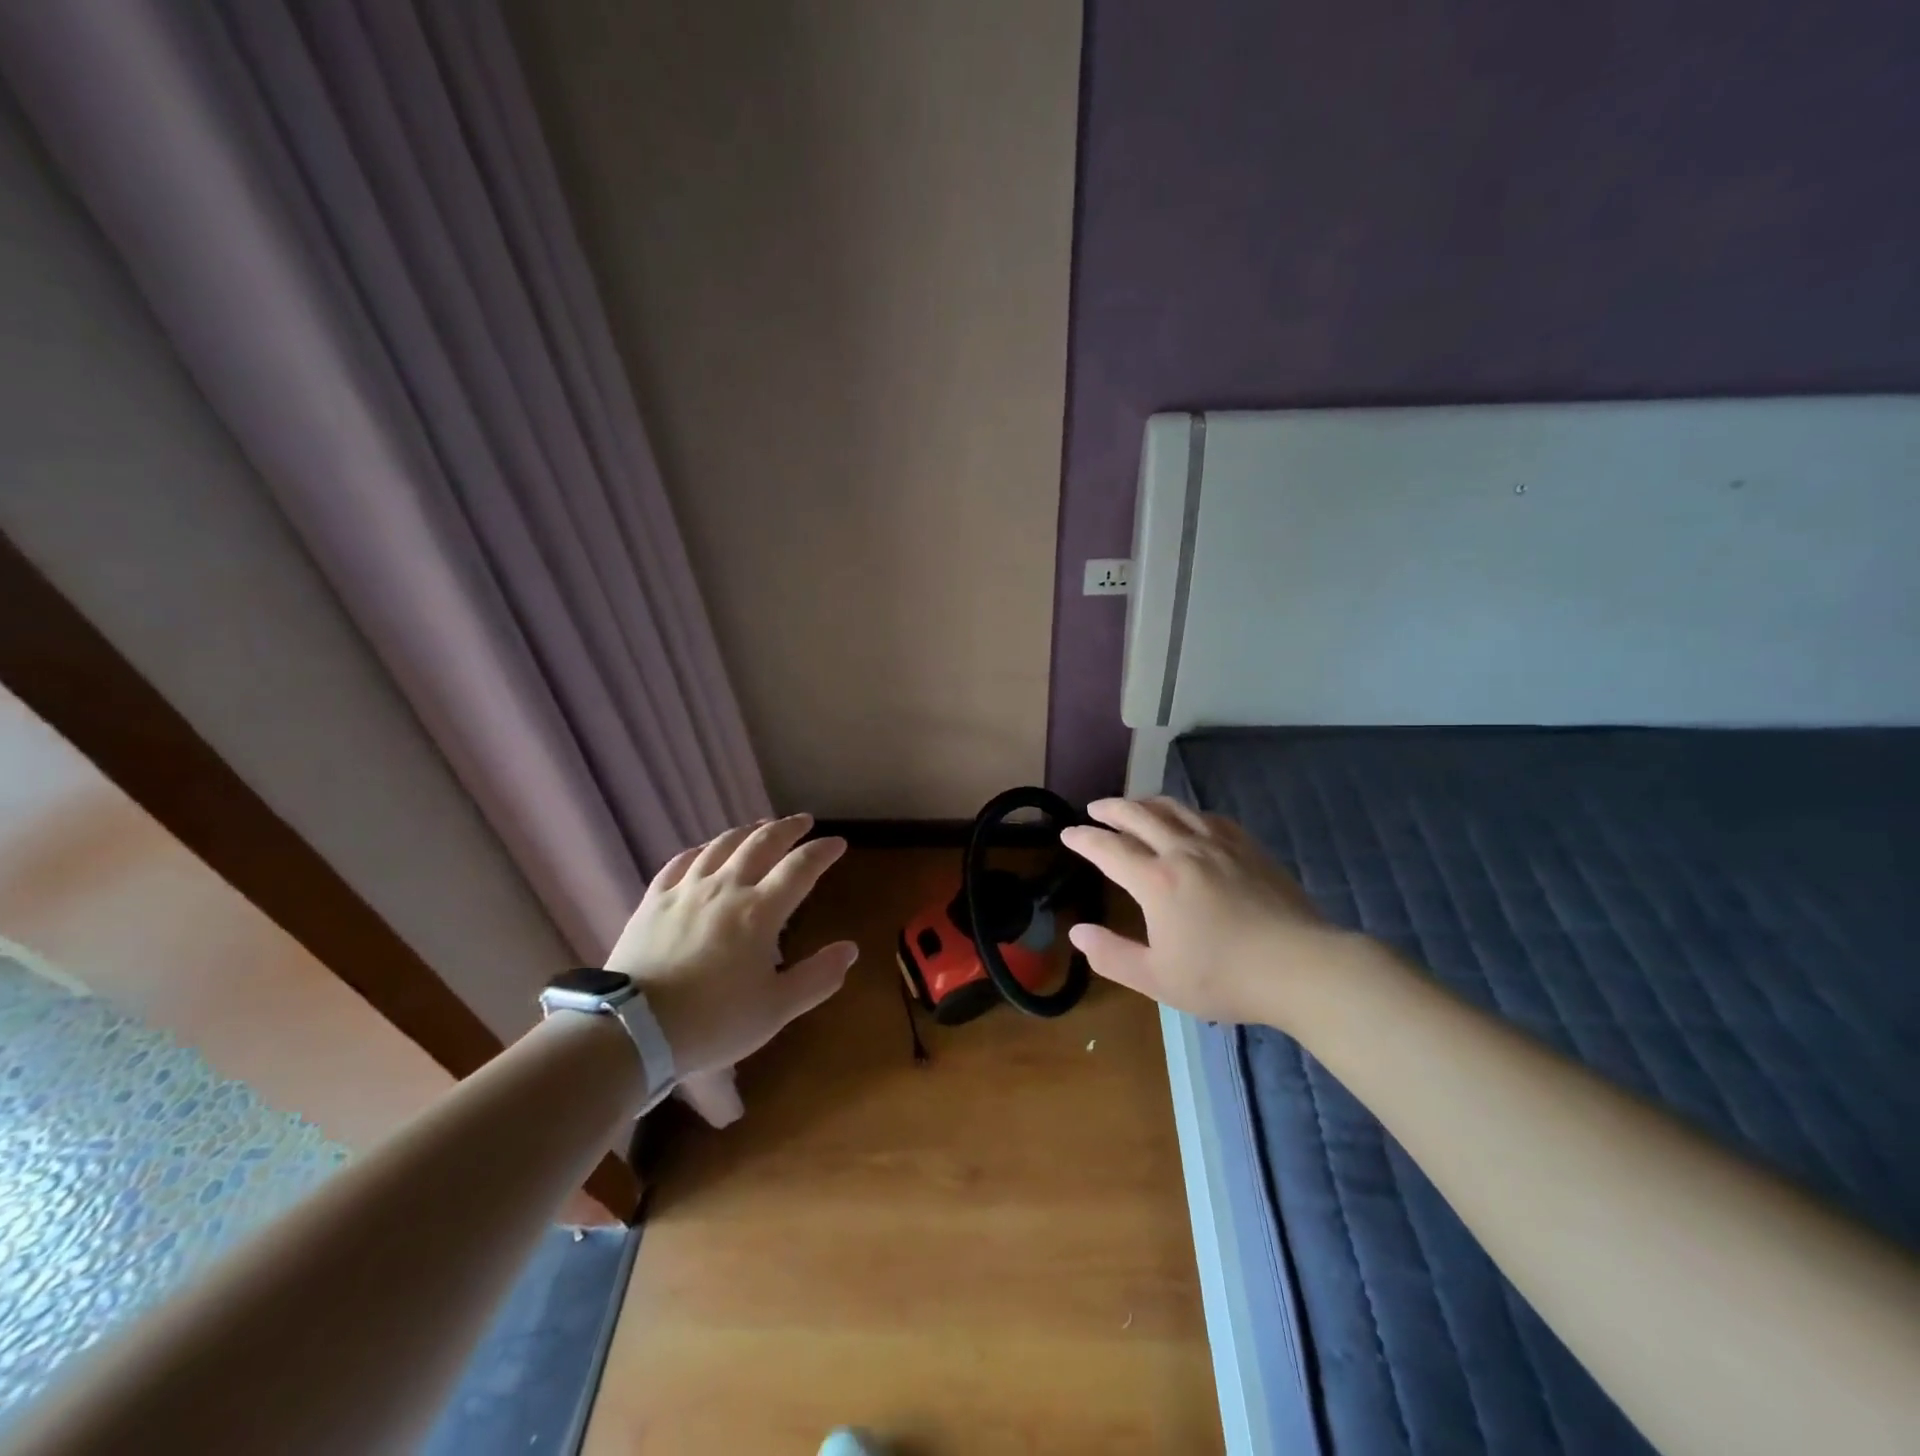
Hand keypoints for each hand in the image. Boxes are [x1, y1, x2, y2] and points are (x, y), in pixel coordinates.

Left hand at [605, 814, 856, 1079]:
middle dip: (787, 828)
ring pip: (722, 845)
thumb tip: (850, 949)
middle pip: (762, 843)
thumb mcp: (776, 1009)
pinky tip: (705, 850)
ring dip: (747, 831)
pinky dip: (701, 849)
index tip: (837, 842)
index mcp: (760, 911)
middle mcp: (726, 888)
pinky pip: (681, 862)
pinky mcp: (654, 900)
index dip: (821, 851)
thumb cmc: (712, 1022)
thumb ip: (817, 978)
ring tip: (761, 826)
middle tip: (803, 821)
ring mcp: (686, 890)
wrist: (632, 1030)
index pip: (800, 867)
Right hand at [1061, 796, 1349, 1028]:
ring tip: (1135, 806)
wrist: (1301, 967)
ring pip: (1174, 809)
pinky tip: (1189, 821)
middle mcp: (1183, 851)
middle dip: (1111, 808)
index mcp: (1156, 880)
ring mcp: (1219, 844)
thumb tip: (1077, 933)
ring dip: (1147, 803)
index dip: (1084, 838)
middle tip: (1095, 809)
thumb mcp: (1157, 978)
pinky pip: (1209, 817)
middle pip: (1139, 815)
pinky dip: (1186, 813)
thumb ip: (1111, 955)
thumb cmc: (1224, 977)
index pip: (1108, 848)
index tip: (1067, 833)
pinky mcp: (1248, 847)